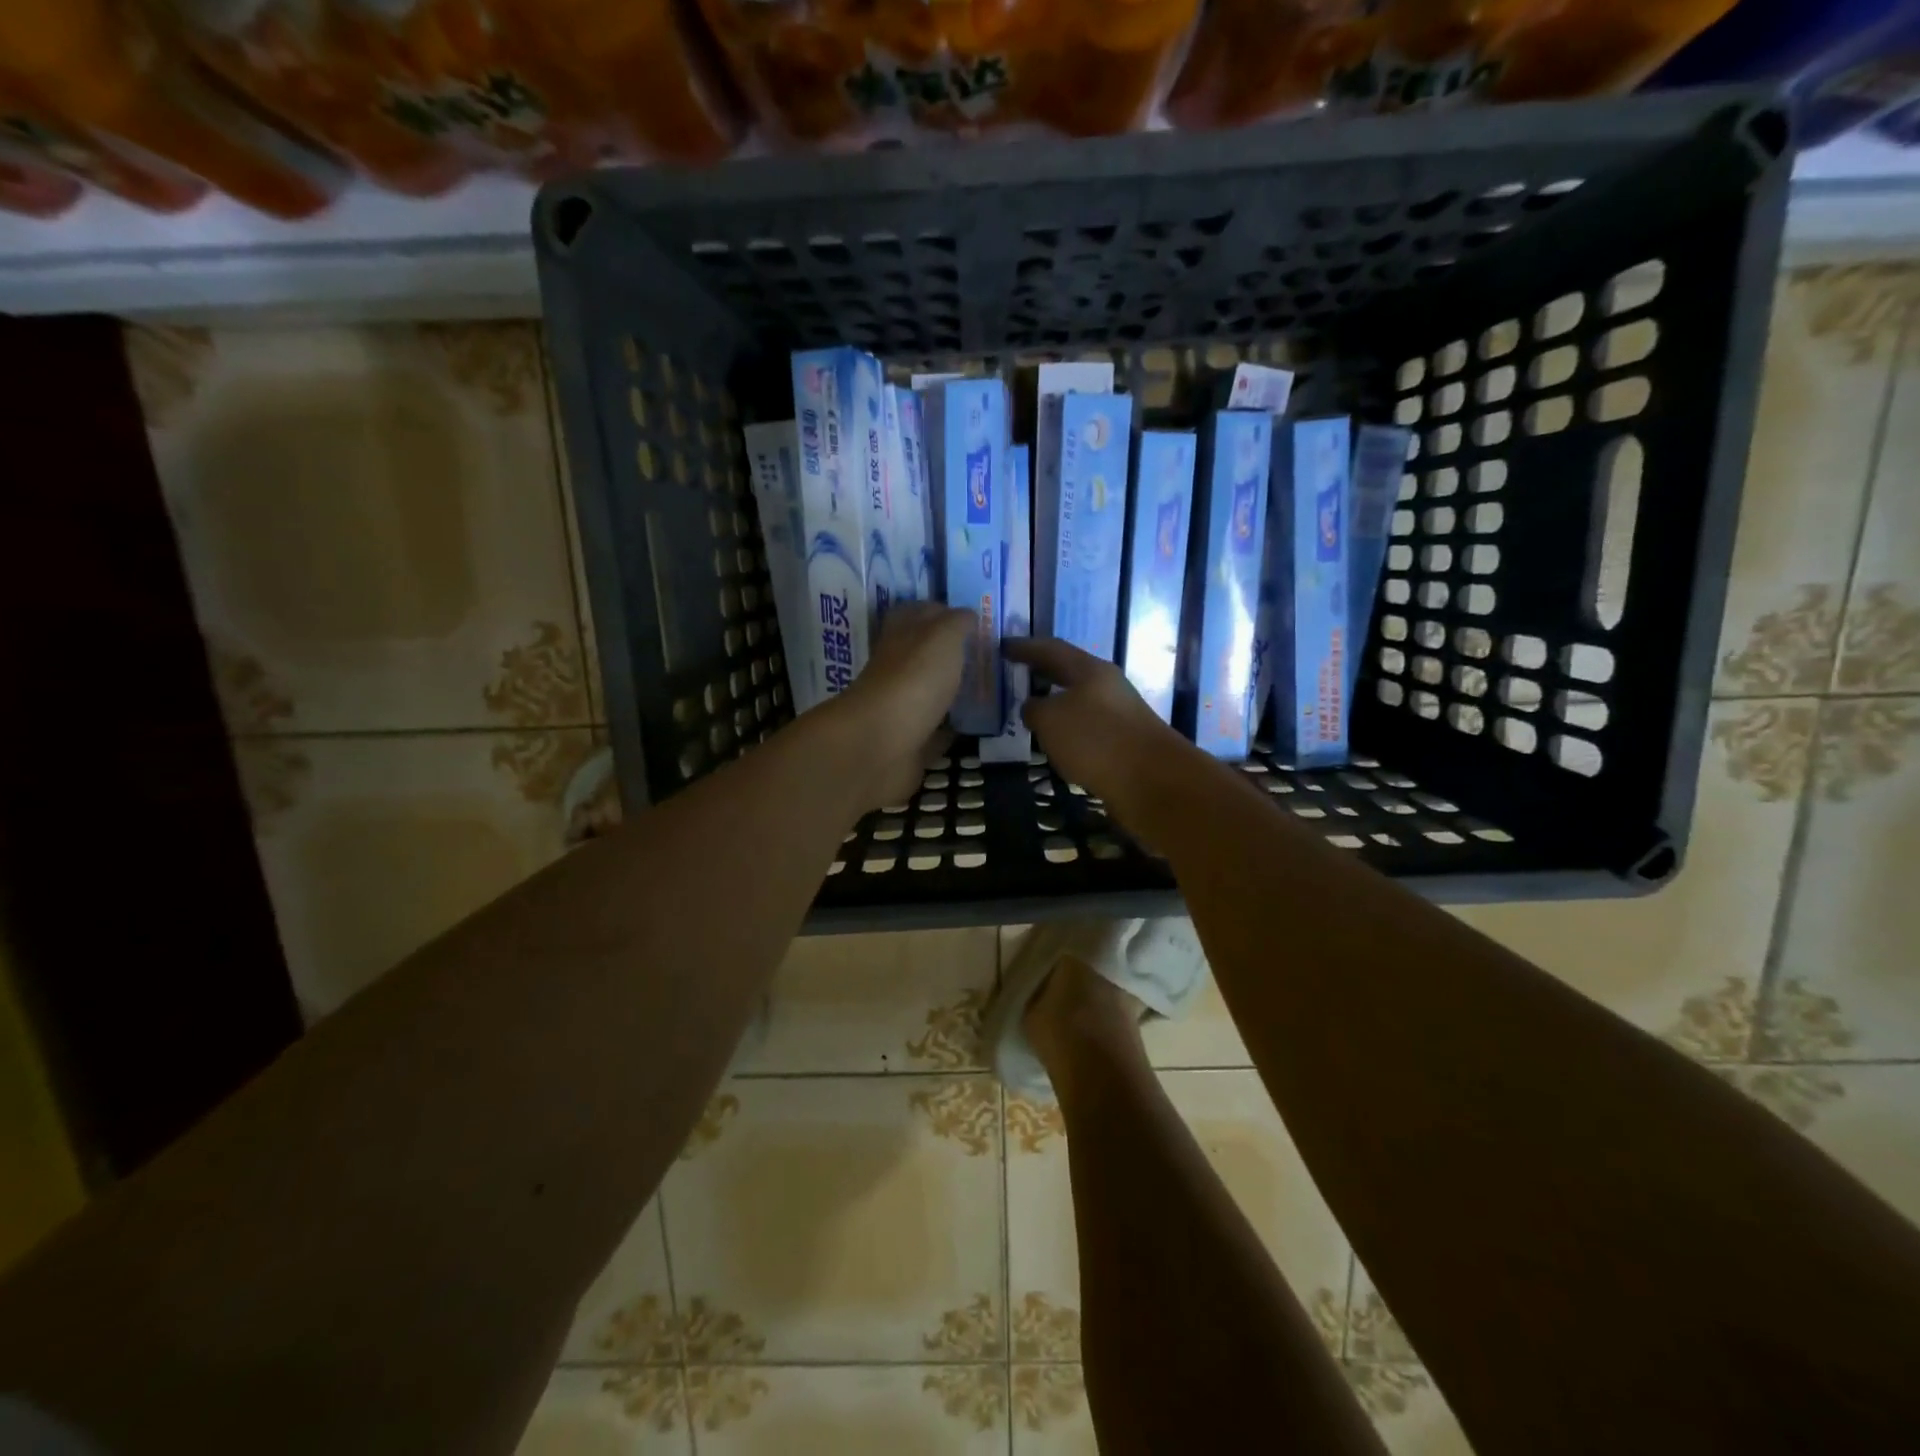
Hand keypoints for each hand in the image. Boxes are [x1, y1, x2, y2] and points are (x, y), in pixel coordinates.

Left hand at [835, 602, 970, 808]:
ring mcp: (901, 708)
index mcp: (900, 637)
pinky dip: (951, 729)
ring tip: (989, 688)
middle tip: (987, 655)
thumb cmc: (915, 679)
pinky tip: (976, 726)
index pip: (917, 614)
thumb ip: (957, 623)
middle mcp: (896, 669)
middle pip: (923, 656)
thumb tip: (967, 615)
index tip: (973, 618)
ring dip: (952, 691)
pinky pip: (935, 731)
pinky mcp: (910, 743)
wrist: (883, 745)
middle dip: (951, 654)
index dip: (941, 612)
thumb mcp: (943, 636)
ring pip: (929, 693)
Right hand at [1004, 638, 1198, 819]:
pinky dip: (1068, 732)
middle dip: (1042, 673)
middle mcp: (1108, 687)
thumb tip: (1033, 707)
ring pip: (1079, 703)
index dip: (1025, 647)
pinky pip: (1088, 730)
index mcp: (1091, 670)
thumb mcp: (1051, 720)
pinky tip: (1056, 745)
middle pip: (1069, 673)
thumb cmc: (1096, 739)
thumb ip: (1035, 709)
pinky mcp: (1125, 744)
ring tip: (1030, 713)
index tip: (1003, 646)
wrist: (1153, 781)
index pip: (1052, 649)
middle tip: (1014, 675)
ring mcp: (1120, 716)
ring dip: (1055, 705)